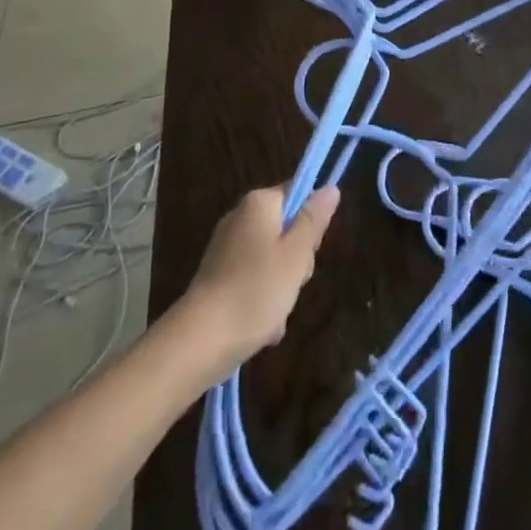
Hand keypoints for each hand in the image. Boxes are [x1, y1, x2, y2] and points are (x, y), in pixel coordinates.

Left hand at [183, 184, 339, 370]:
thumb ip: (314, 220)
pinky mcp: (217, 278)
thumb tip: (330, 188)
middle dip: (296, 261)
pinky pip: (252, 281)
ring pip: (272, 261)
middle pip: (285, 230)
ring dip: (281, 287)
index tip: (308, 250)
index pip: (297, 194)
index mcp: (258, 204)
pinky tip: (262, 327)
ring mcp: (226, 249)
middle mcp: (239, 218)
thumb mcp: (296, 254)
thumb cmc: (256, 290)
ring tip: (276, 314)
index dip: (310, 222)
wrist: (200, 341)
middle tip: (294, 283)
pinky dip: (261, 301)